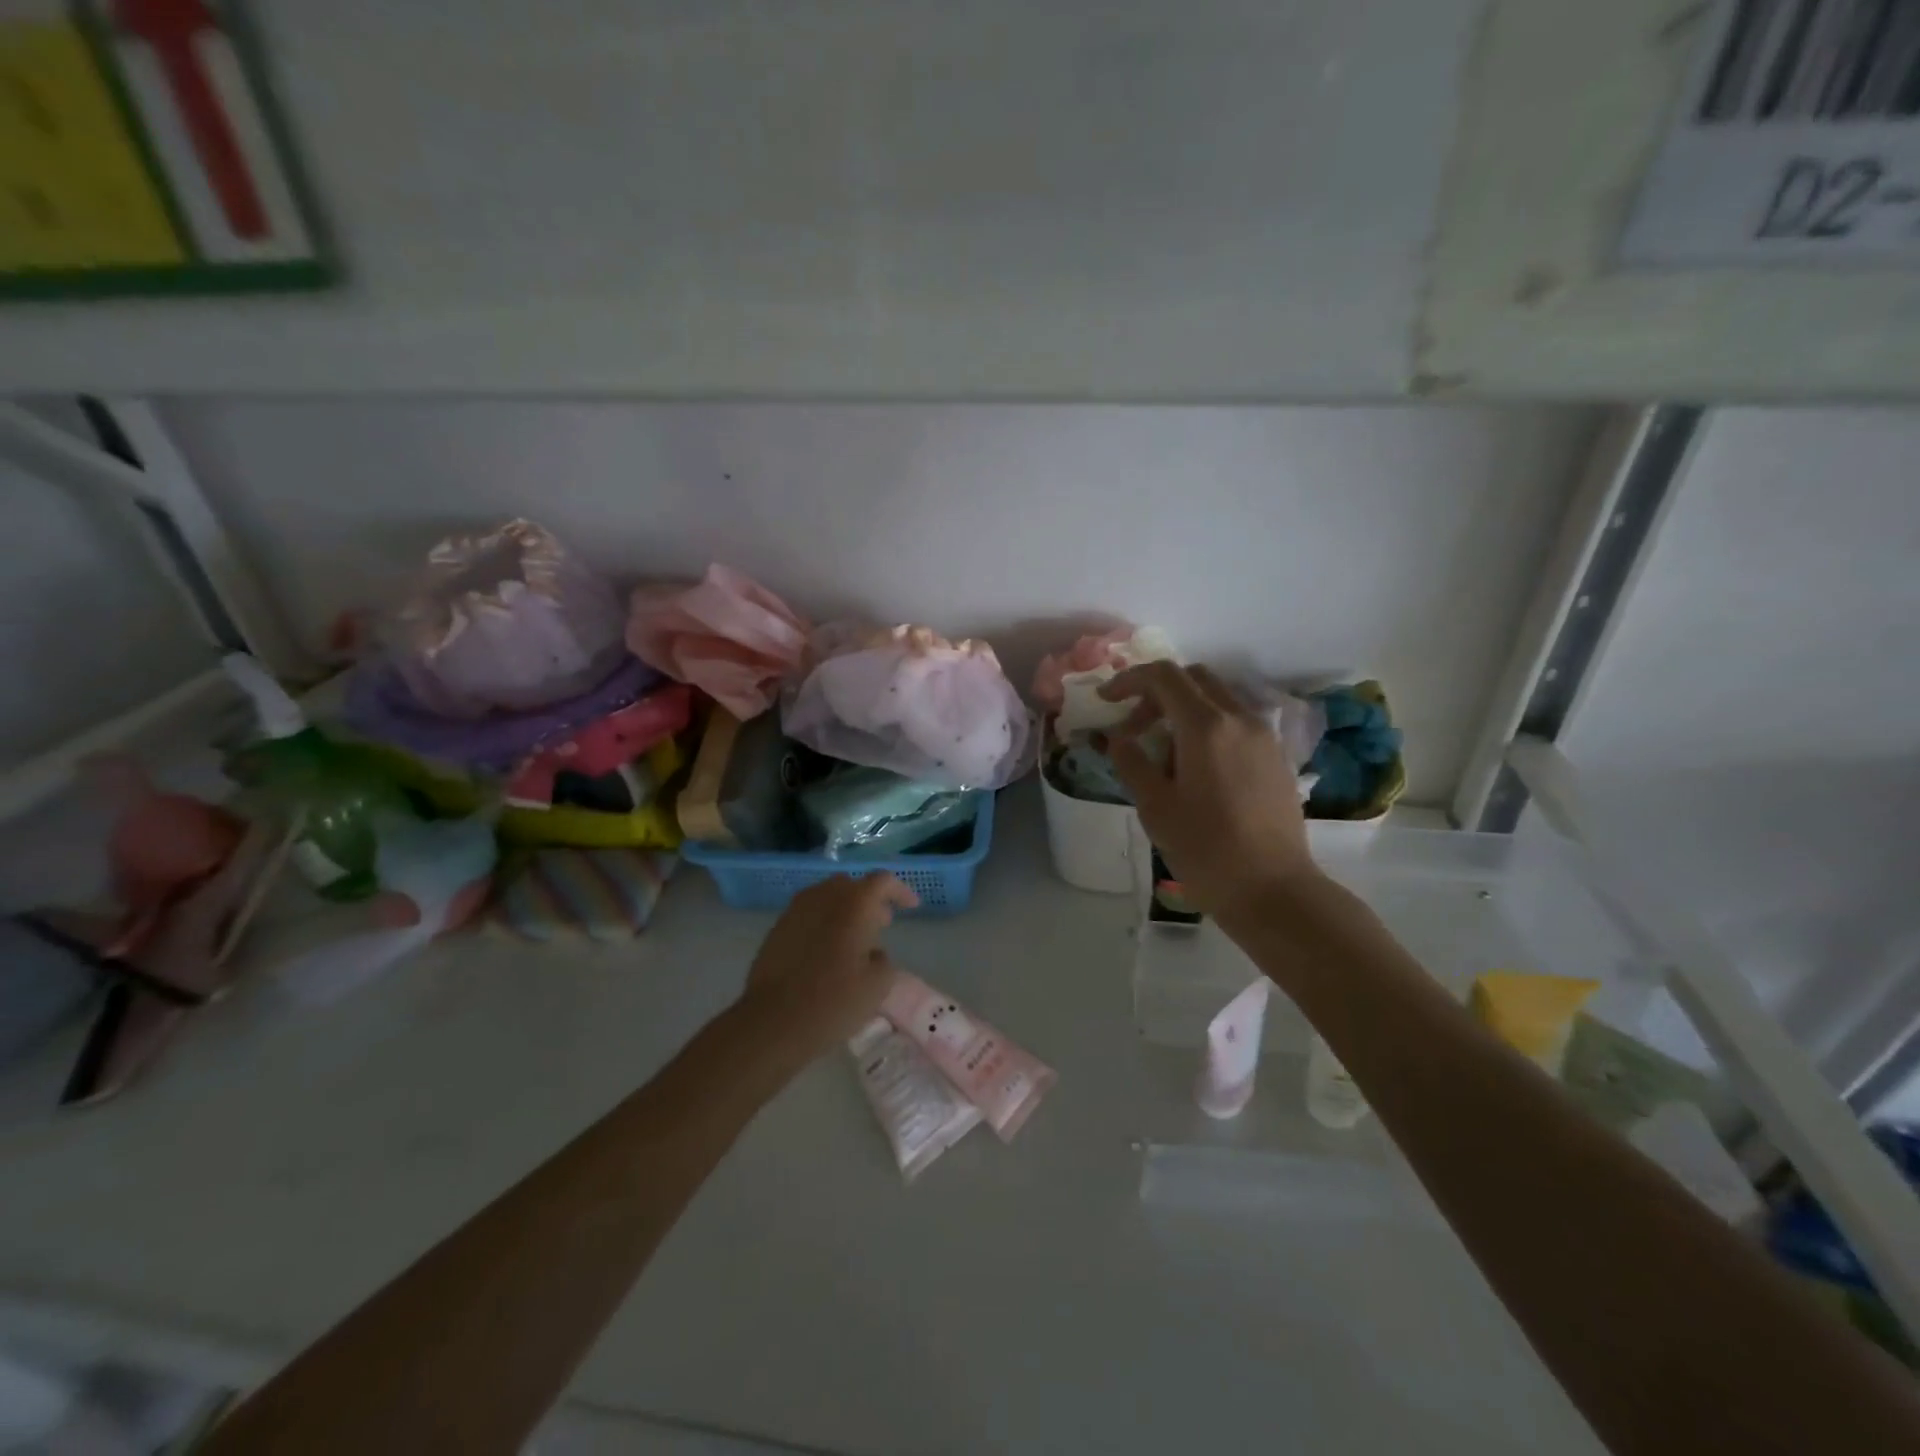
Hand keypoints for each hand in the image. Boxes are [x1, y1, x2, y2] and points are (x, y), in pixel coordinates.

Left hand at [736, 873, 918, 1066]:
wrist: (772, 1021)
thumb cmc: (833, 1001)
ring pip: (828, 897)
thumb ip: (883, 960)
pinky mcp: (778, 927)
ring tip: (854, 939)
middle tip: (883, 924)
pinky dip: (824, 922)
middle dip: (870, 900)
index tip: (911, 906)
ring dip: (845, 910)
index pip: (882, 881)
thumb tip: (872, 954)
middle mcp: (824, 897)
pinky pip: (809, 913)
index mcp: (854, 904)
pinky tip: (827, 950)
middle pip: (852, 885)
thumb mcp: (877, 986)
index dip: (900, 891)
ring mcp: (796, 910)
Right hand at [1099, 662, 1317, 919]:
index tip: (1105, 701)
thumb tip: (1117, 738)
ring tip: (1162, 753)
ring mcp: (1264, 737)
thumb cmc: (1206, 850)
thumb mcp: (1155, 808)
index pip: (1164, 676)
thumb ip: (1131, 762)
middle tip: (1133, 728)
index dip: (1128, 680)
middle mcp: (1240, 719)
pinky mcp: (1276, 757)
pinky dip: (1208, 727)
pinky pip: (1236, 723)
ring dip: (1183, 710)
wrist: (1274, 891)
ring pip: (1218, 699)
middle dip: (1156, 693)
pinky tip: (1194, 768)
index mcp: (1206, 726)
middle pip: (1194, 679)